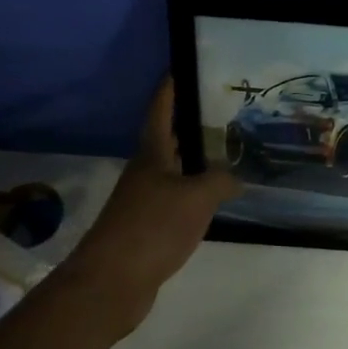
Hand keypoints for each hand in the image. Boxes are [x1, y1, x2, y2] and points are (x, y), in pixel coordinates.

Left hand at [60, 79, 241, 330]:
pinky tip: (213, 201)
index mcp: (152, 155)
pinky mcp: (147, 228)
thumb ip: (219, 181)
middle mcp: (145, 173)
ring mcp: (143, 201)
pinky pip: (176, 201)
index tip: (180, 67)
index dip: (170, 88)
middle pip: (167, 140)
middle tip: (220, 111)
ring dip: (194, 162)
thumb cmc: (152, 228)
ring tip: (226, 153)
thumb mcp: (196, 198)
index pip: (160, 111)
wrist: (113, 281)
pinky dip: (194, 195)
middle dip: (189, 124)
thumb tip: (234, 177)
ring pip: (173, 172)